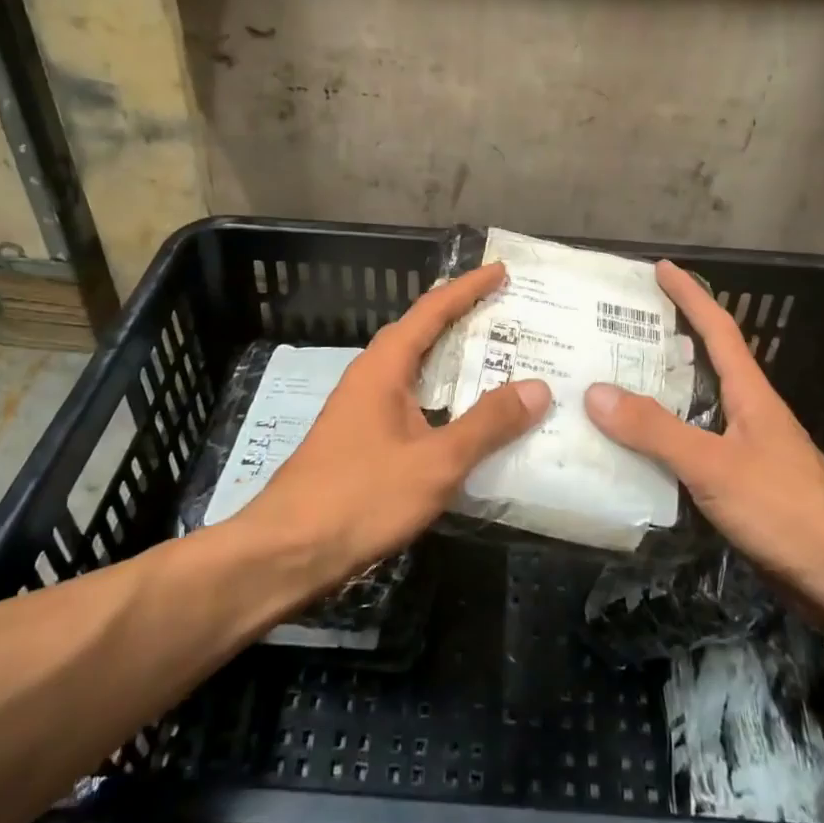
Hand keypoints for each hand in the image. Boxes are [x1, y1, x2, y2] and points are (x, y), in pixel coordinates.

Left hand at [231, 261, 550, 587]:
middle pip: (423, 333)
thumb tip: (538, 387)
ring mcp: (364, 409)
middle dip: (465, 318)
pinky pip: (413, 401)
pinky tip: (467, 420)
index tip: (501, 270)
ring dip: (455, 360)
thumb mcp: (435, 462)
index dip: (468, 288)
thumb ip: (487, 425)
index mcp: (385, 367)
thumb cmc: (359, 497)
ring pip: (418, 370)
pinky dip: (444, 397)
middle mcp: (372, 377)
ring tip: (500, 360)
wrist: (286, 552)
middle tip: (510, 315)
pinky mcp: (363, 440)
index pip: (432, 310)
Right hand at [584, 260, 823, 603]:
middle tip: (619, 331)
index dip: (691, 295)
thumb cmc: (785, 509)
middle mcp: (750, 413)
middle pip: (705, 364)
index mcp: (750, 394)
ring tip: (614, 387)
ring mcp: (749, 450)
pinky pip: (695, 448)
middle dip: (667, 341)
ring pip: (697, 408)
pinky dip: (665, 441)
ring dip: (661, 394)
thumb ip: (655, 430)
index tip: (662, 267)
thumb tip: (596, 392)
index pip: (718, 329)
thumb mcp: (713, 465)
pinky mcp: (744, 486)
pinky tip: (637, 453)